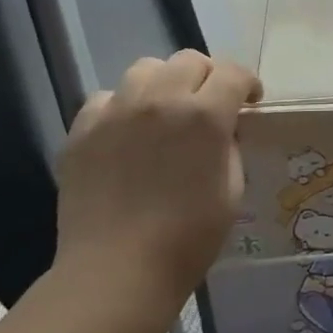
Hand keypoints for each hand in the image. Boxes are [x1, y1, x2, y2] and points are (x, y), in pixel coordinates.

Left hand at [54, 49, 261, 302]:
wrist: (116, 272)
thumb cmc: (188, 238)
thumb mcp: (232, 190)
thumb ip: (230, 146)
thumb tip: (222, 130)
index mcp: (205, 115)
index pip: (234, 73)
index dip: (248, 84)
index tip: (250, 102)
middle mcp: (160, 100)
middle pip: (189, 60)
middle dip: (208, 77)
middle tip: (210, 106)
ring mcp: (116, 111)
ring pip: (146, 69)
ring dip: (164, 83)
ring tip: (165, 112)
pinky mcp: (82, 130)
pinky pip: (106, 98)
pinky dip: (123, 106)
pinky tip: (127, 134)